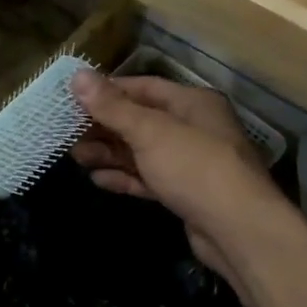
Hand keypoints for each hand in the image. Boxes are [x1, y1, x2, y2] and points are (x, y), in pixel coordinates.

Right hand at [69, 71, 277, 283]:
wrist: (239, 231)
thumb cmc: (194, 167)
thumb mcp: (149, 131)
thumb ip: (112, 106)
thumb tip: (77, 75)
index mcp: (192, 103)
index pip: (143, 87)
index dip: (107, 91)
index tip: (73, 98)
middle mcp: (193, 128)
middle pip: (140, 120)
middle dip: (104, 127)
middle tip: (67, 133)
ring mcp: (190, 163)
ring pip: (142, 152)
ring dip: (109, 153)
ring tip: (75, 157)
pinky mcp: (185, 194)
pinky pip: (149, 178)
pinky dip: (125, 177)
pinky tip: (98, 180)